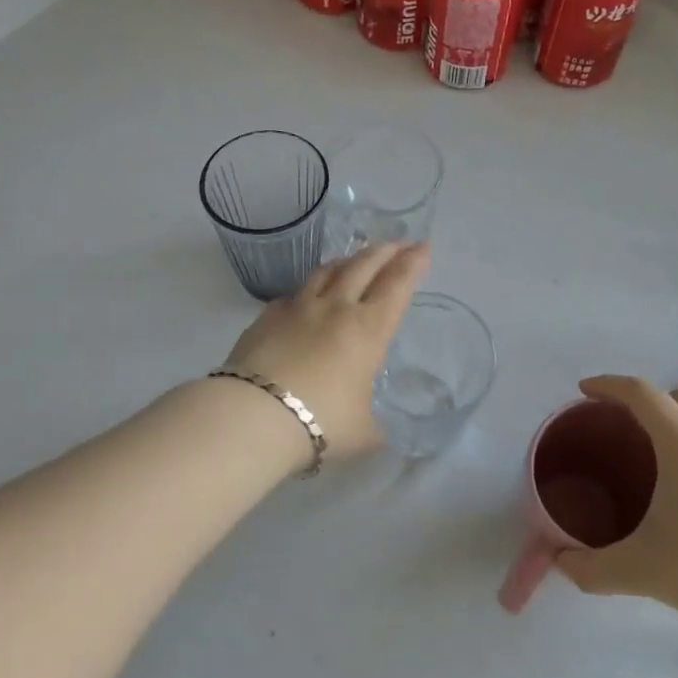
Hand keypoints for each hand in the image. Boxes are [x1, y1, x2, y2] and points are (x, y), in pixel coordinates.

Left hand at [220, 242, 428, 459]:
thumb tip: (376, 431)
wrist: (254, 415)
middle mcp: (335, 308)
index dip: (413, 264)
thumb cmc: (321, 423)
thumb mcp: (363, 434)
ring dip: (347, 260)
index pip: (397, 285)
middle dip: (386, 250)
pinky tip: (307, 296)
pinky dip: (309, 288)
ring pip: (327, 270)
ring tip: (355, 258)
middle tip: (398, 243)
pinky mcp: (266, 316)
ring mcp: (298, 308)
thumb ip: (374, 427)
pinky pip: (293, 294)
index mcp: (368, 330)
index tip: (423, 248)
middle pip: (364, 266)